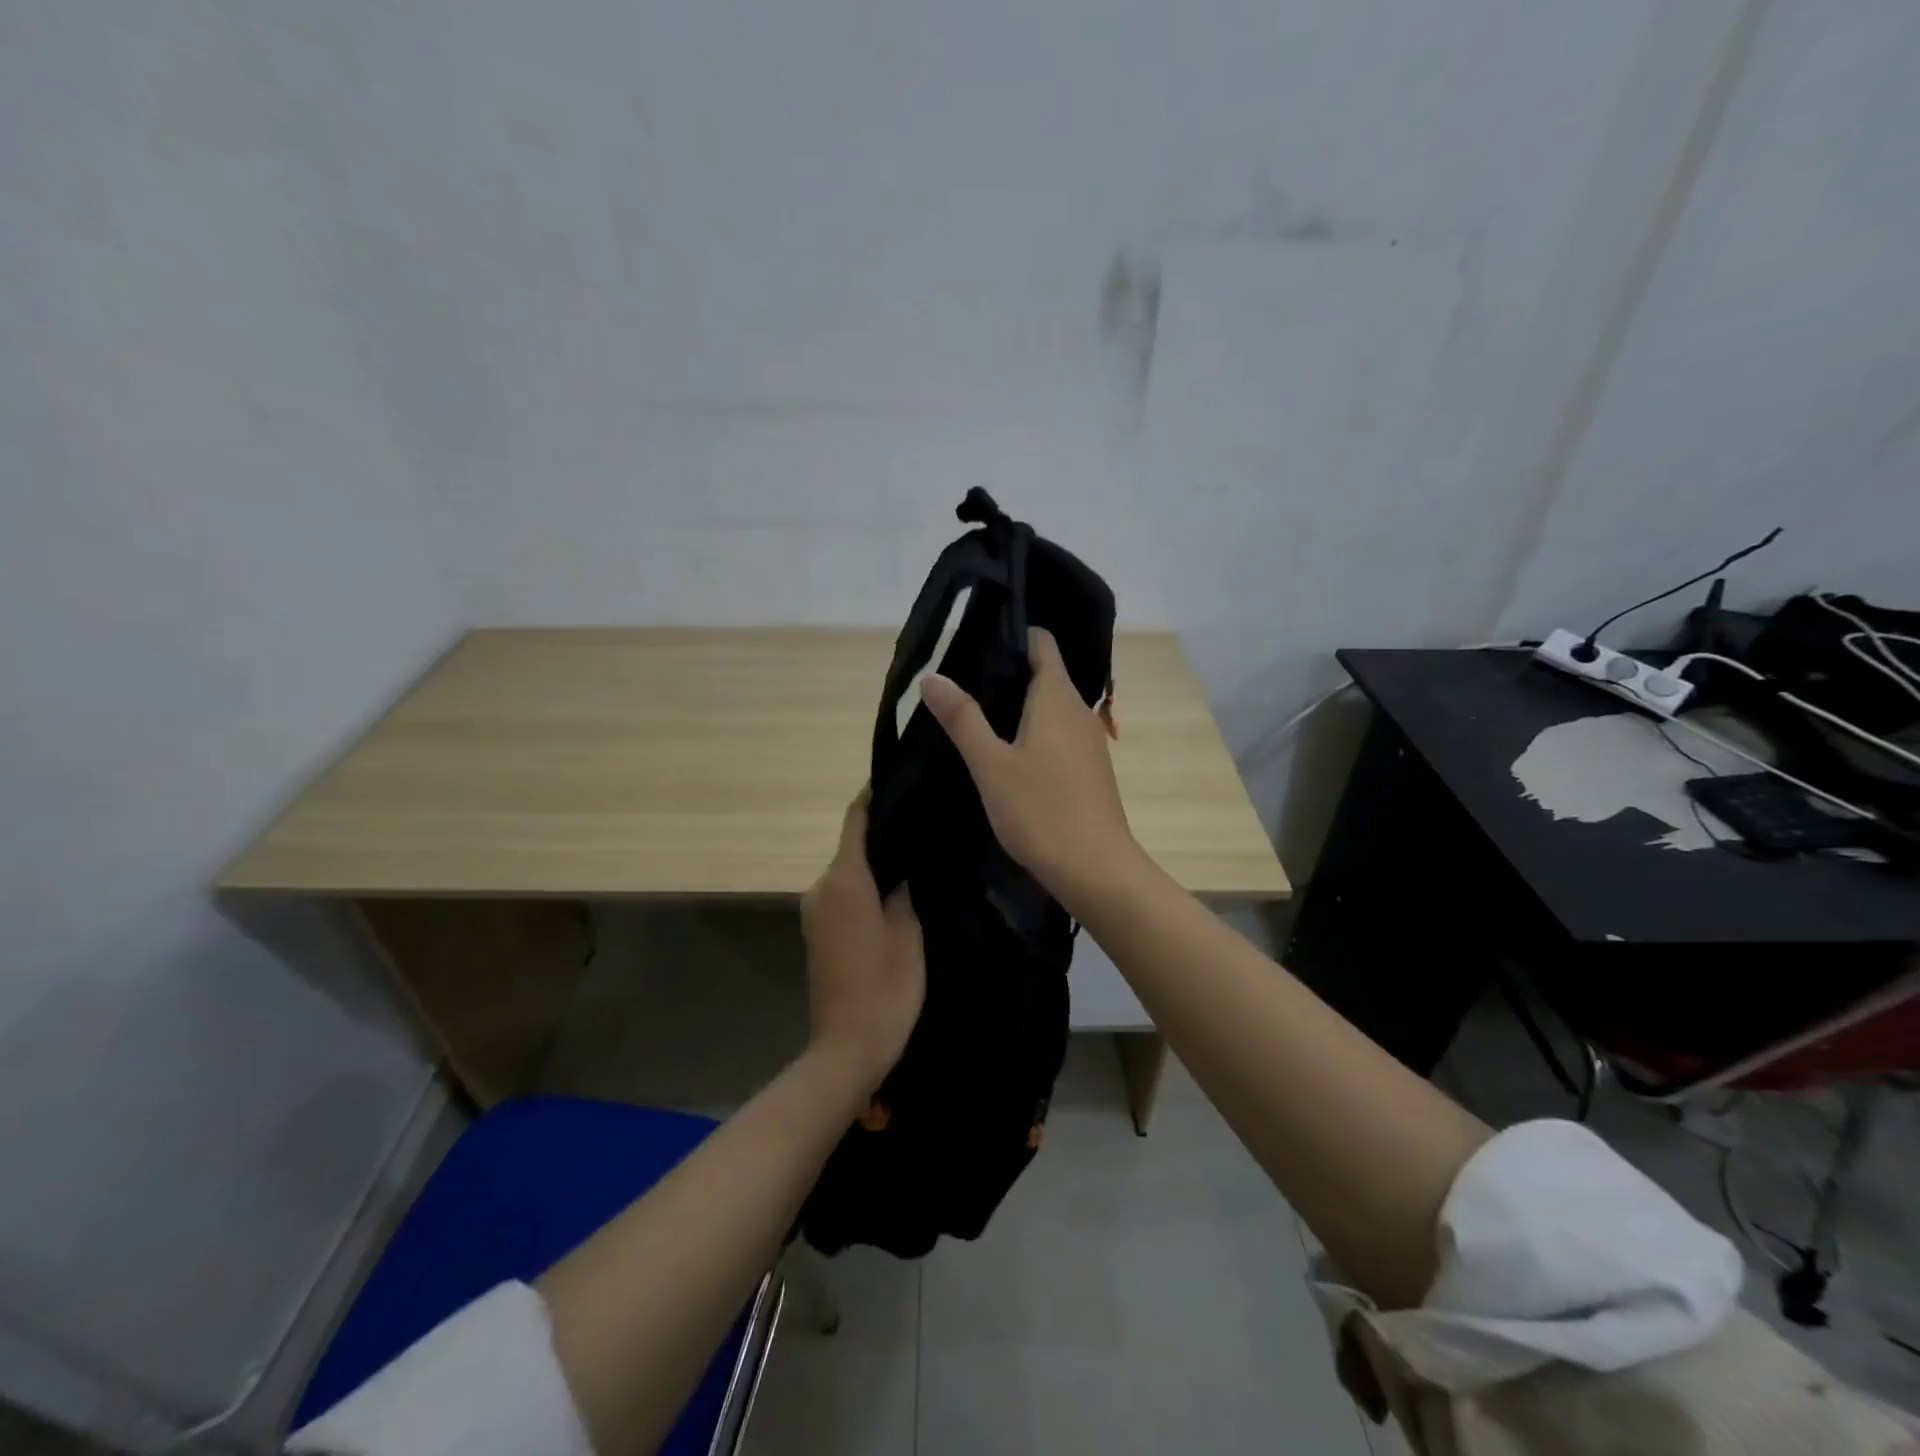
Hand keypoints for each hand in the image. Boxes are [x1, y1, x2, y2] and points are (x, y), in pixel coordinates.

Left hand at [801, 794, 926, 1091]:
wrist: (847, 1048)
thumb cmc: (885, 988)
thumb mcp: (907, 933)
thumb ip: (902, 889)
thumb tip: (900, 864)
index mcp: (844, 880)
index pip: (856, 820)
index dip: (874, 797)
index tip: (901, 780)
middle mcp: (821, 887)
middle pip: (852, 846)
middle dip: (883, 834)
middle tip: (922, 825)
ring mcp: (814, 911)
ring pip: (848, 872)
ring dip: (875, 863)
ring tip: (915, 858)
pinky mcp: (817, 932)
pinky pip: (843, 894)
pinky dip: (864, 887)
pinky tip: (894, 893)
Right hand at [920, 627, 1143, 910]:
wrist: (1097, 870)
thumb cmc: (1041, 811)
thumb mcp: (991, 765)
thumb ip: (962, 718)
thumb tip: (932, 676)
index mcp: (1057, 697)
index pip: (1041, 642)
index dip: (1010, 634)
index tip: (973, 641)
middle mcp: (1078, 710)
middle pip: (1044, 673)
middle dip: (1005, 673)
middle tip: (960, 682)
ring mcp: (1088, 741)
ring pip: (1049, 706)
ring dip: (1017, 706)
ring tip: (974, 716)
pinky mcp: (1088, 769)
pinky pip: (1057, 734)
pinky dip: (1031, 732)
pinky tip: (1005, 755)